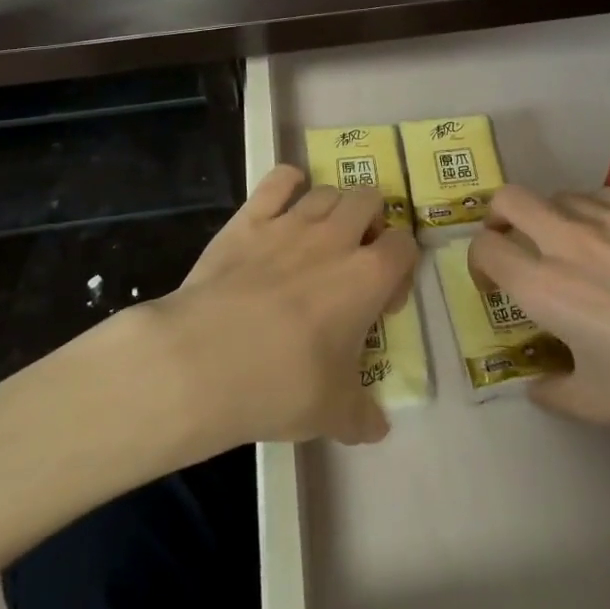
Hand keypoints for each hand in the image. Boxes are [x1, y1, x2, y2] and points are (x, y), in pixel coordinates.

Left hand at [151, 165, 419, 448]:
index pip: (404, 244)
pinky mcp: (249, 218)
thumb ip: (362, 417)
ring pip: (327, 190)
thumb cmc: (281, 384)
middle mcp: (336, 238)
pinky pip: (278, 180)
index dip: (400, 266)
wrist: (205, 359)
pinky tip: (286, 195)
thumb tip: (377, 428)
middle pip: (369, 200)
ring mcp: (290, 222)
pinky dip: (288, 181)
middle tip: (354, 256)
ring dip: (333, 206)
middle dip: (371, 221)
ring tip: (321, 235)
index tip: (384, 299)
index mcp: (367, 276)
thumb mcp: (333, 414)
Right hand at [469, 185, 609, 459]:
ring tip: (579, 251)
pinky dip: (597, 212)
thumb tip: (539, 383)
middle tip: (518, 247)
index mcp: (546, 287)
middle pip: (509, 198)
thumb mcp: (601, 407)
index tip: (496, 284)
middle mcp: (569, 239)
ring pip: (560, 194)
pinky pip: (605, 194)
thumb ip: (554, 391)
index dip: (479, 263)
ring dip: (553, 218)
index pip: (485, 248)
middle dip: (501, 219)